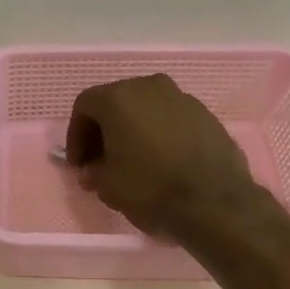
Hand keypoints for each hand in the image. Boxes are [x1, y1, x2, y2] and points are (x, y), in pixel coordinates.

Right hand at [65, 74, 268, 239]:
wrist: (213, 201)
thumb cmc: (150, 188)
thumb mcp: (107, 186)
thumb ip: (94, 172)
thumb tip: (93, 170)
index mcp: (119, 98)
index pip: (85, 106)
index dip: (76, 136)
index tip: (80, 164)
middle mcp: (150, 87)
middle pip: (116, 102)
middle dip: (104, 130)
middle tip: (101, 161)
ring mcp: (182, 98)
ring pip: (145, 108)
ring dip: (133, 130)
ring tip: (132, 162)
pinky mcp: (206, 114)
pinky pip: (170, 119)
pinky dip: (159, 134)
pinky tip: (161, 161)